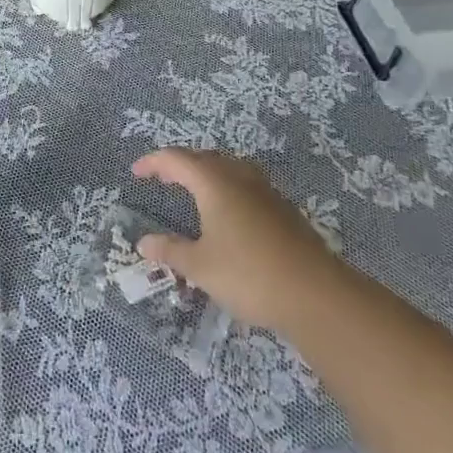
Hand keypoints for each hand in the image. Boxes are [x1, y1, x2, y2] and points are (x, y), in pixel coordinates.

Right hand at [131, 146, 332, 333]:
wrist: (316, 294)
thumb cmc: (248, 274)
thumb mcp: (200, 266)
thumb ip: (170, 251)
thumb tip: (144, 242)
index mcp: (214, 182)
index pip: (176, 159)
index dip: (153, 163)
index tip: (137, 173)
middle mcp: (239, 177)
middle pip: (204, 158)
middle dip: (180, 164)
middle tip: (163, 179)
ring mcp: (266, 192)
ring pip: (229, 168)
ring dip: (207, 173)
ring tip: (194, 190)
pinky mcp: (284, 210)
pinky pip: (246, 185)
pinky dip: (227, 189)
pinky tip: (228, 214)